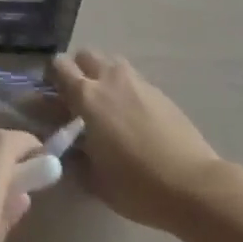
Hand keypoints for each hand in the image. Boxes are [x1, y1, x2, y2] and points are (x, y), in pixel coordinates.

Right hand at [51, 50, 222, 231]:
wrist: (193, 185)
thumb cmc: (138, 186)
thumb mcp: (95, 180)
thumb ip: (73, 159)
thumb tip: (63, 149)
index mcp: (88, 97)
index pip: (59, 66)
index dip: (50, 77)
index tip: (49, 96)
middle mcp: (110, 79)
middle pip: (85, 55)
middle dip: (77, 70)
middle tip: (77, 99)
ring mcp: (138, 82)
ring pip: (111, 63)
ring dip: (102, 75)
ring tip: (105, 106)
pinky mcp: (159, 92)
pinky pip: (132, 79)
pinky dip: (124, 89)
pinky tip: (131, 118)